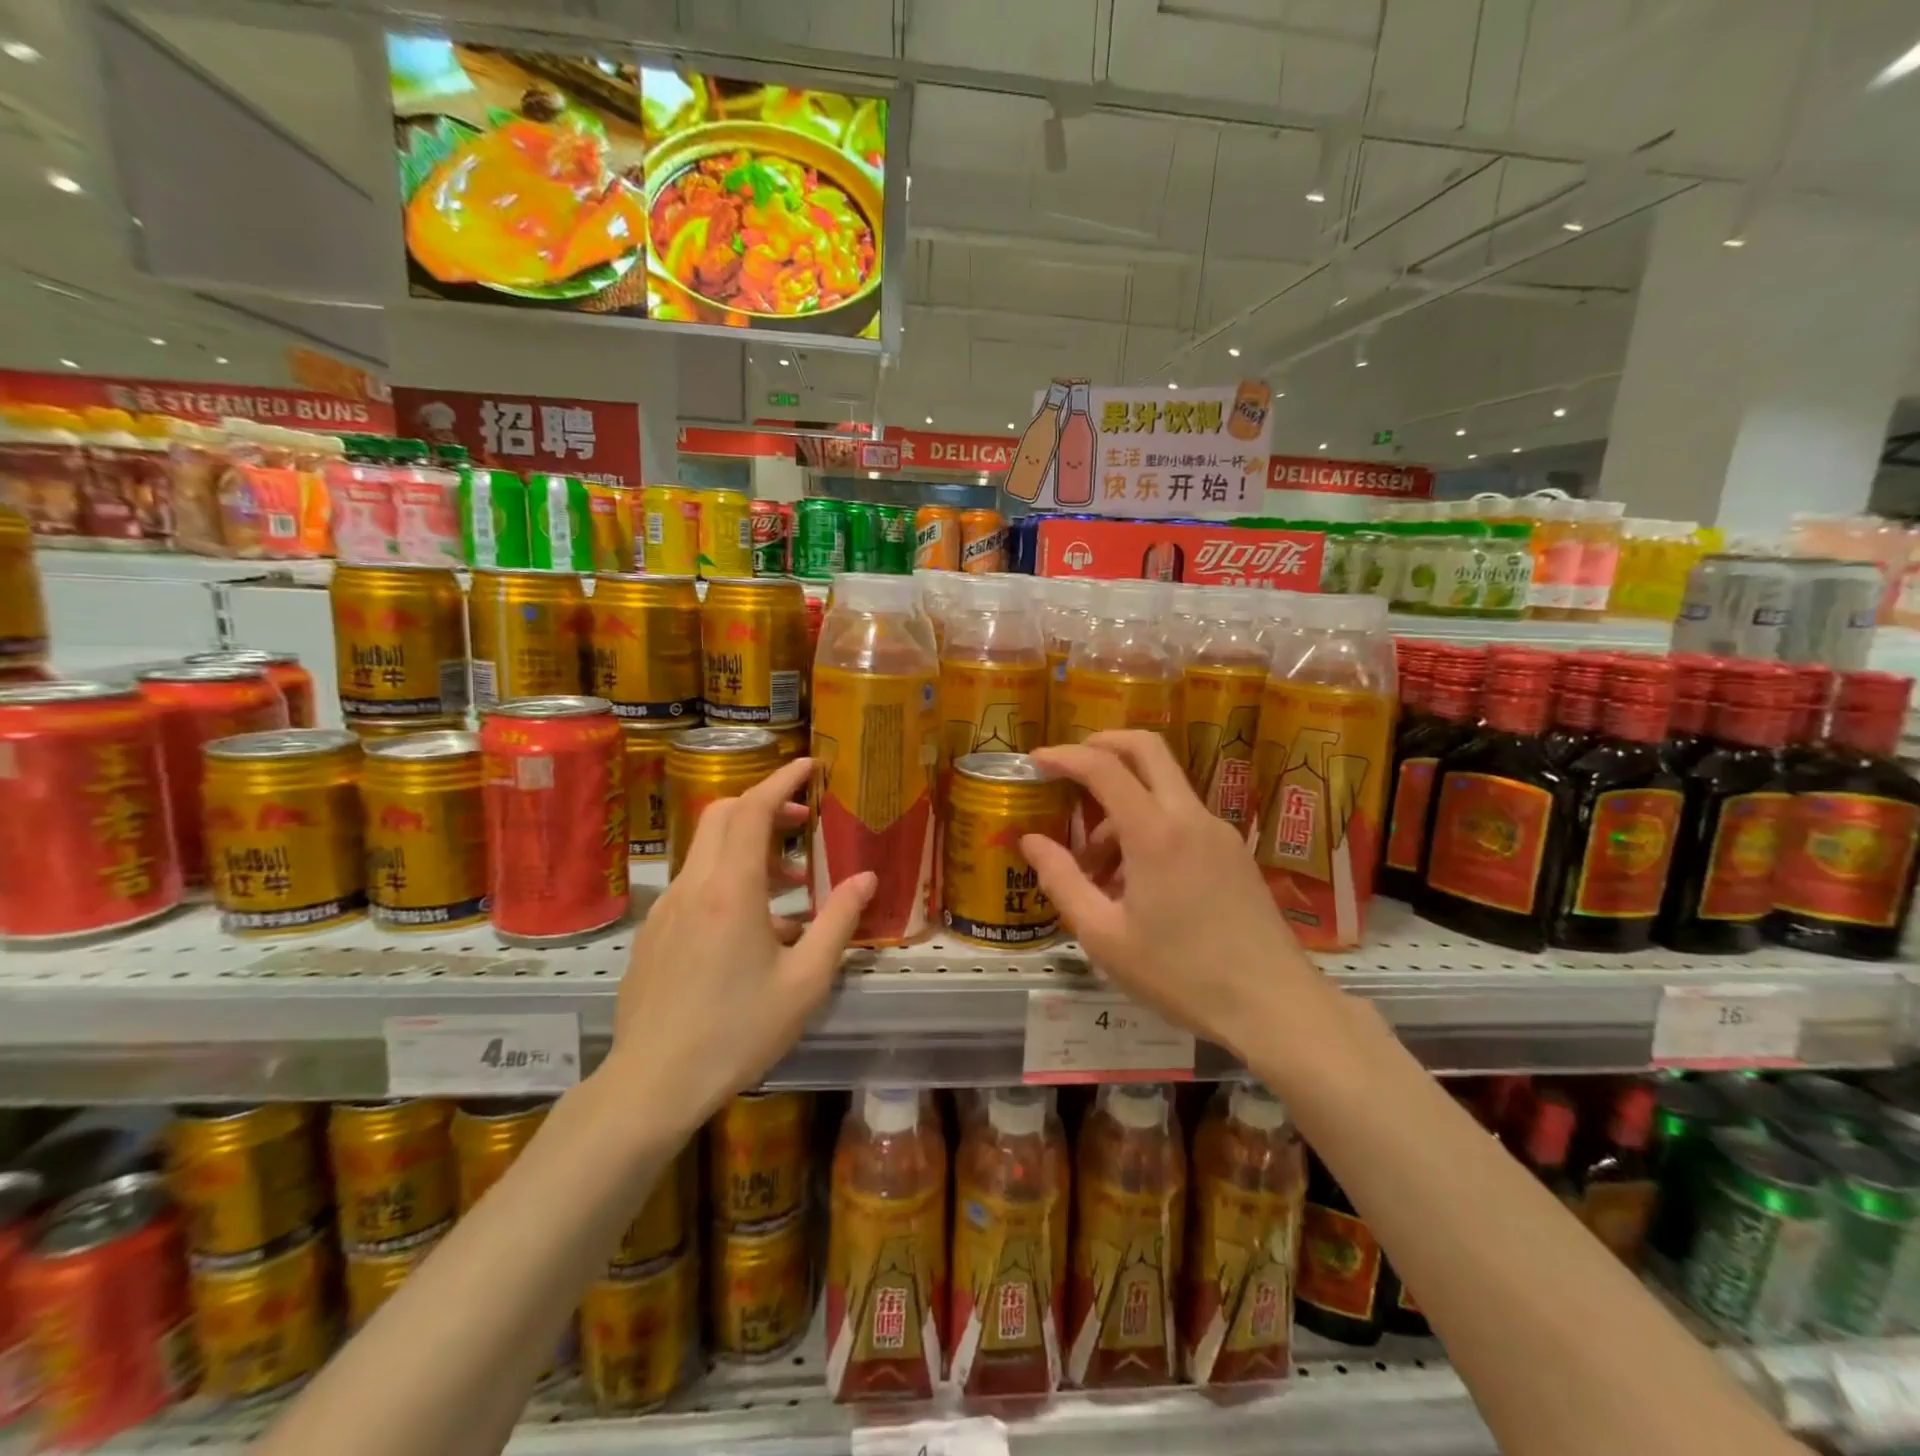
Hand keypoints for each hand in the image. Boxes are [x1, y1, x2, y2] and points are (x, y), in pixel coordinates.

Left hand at [604, 758, 874, 1134]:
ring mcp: (666, 909)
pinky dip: (728, 880)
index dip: (781, 780)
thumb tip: (866, 879)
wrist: (651, 1085)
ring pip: (708, 851)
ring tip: (790, 887)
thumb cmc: (737, 1032)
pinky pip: (695, 885)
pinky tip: (753, 930)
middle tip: (803, 822)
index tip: (809, 765)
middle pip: (723, 816)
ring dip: (749, 848)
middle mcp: (693, 886)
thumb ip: (838, 922)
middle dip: (765, 805)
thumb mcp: (805, 981)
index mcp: (731, 891)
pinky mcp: (654, 933)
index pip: (752, 809)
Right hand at [1022, 731, 1321, 1061]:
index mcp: (1155, 833)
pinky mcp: (1235, 852)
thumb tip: (1030, 841)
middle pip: (1147, 749)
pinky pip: (1182, 818)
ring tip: (1096, 864)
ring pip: (1164, 788)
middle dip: (1104, 744)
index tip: (1037, 760)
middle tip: (1070, 765)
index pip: (1104, 768)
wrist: (1274, 1006)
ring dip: (1124, 801)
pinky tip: (1136, 879)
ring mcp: (1219, 832)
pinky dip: (1150, 825)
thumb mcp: (1104, 936)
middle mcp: (1190, 817)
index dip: (1065, 756)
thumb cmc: (1180, 974)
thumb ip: (1061, 881)